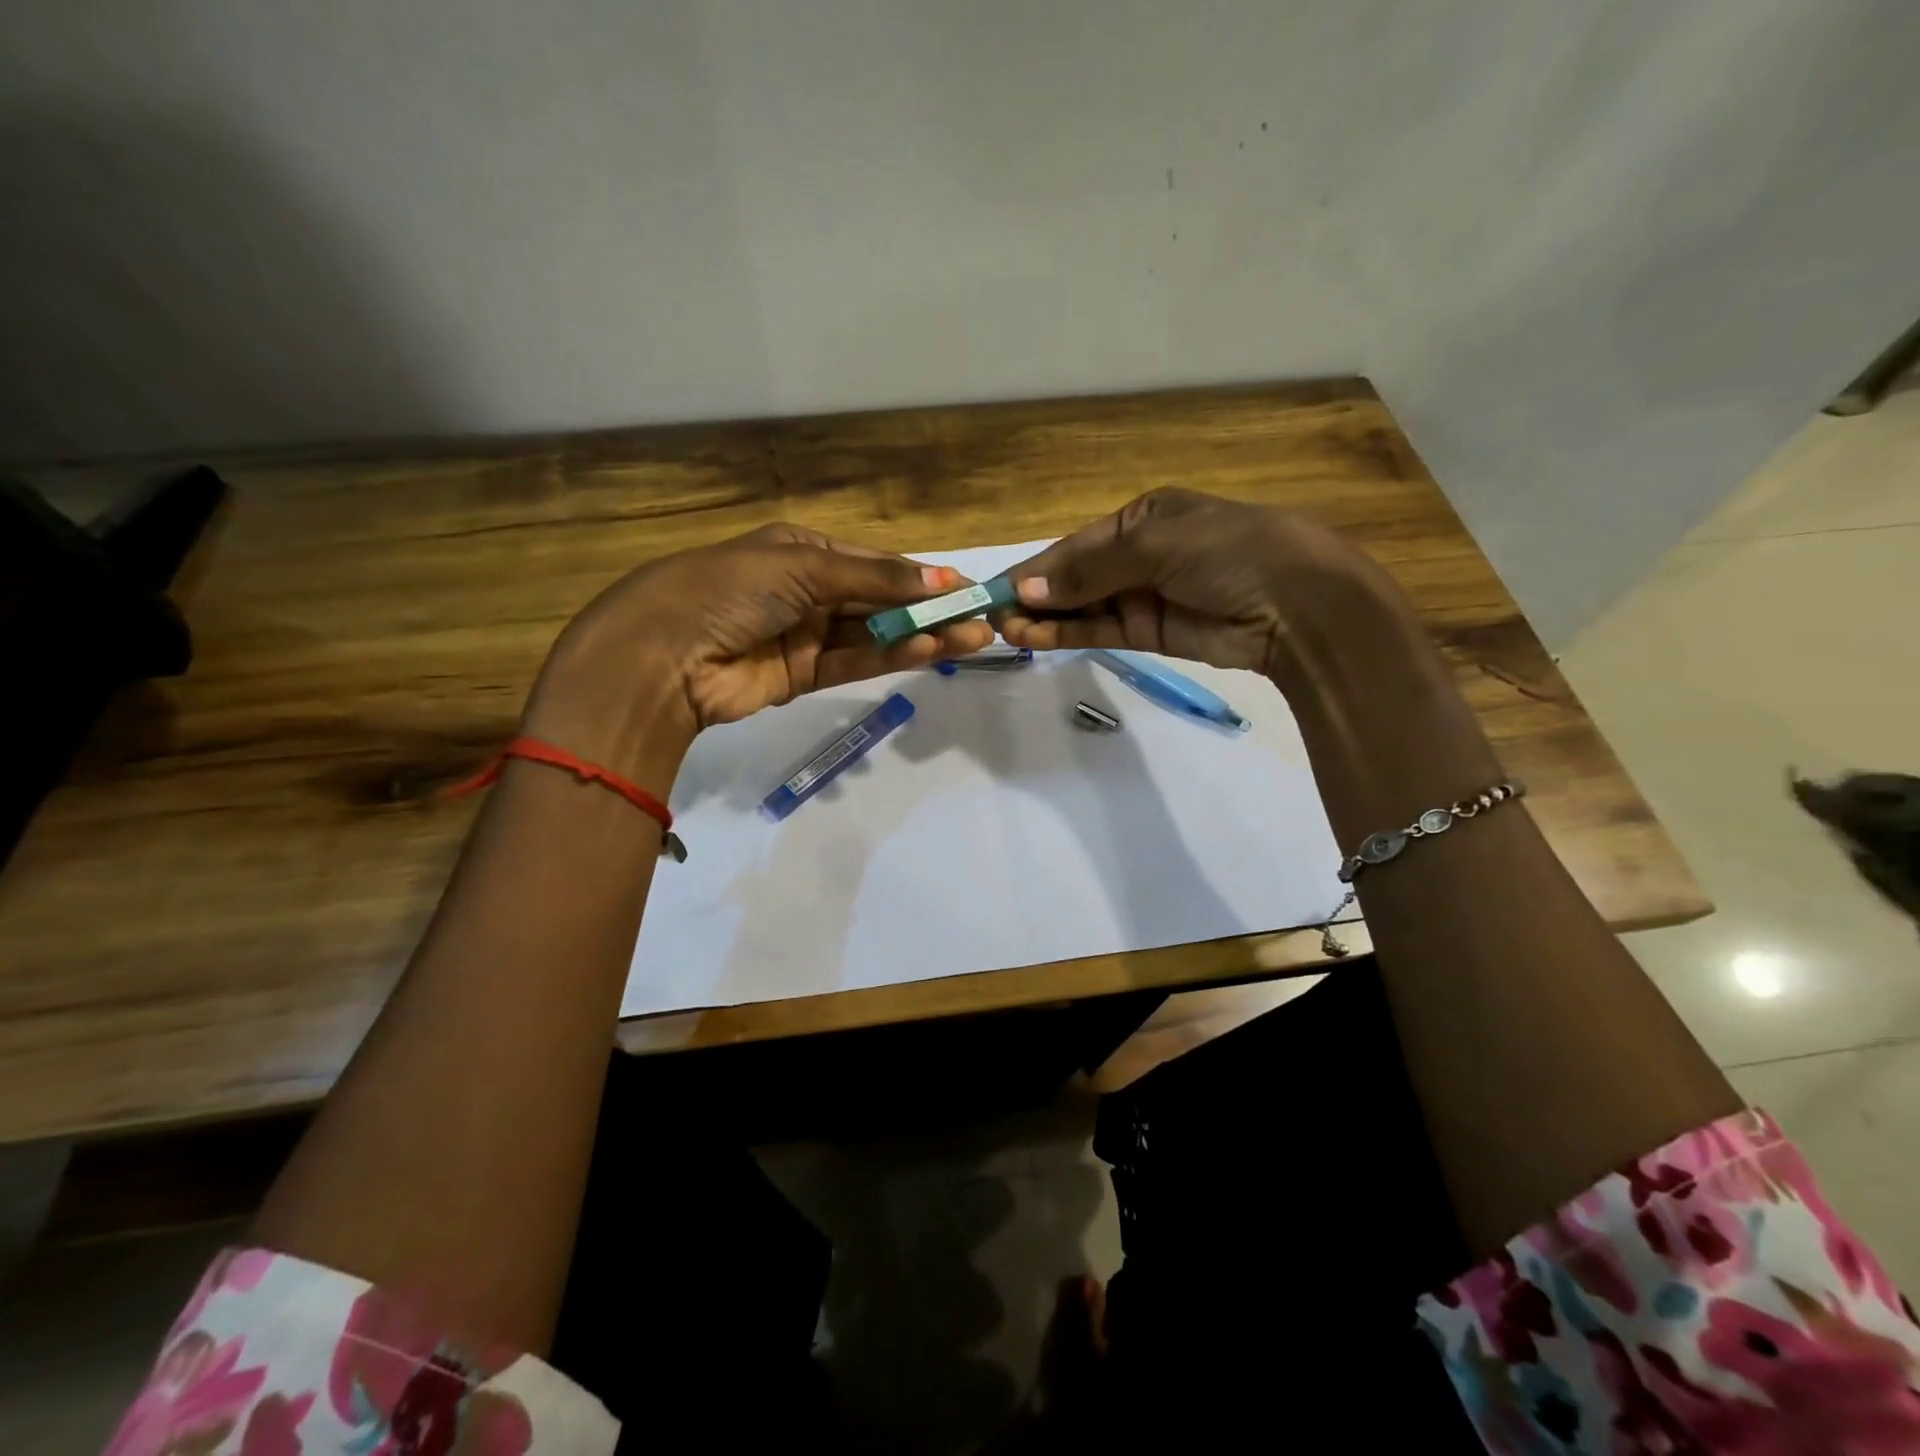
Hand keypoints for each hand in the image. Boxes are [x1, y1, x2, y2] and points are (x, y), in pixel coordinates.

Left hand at [525, 523, 993, 779]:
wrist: (663, 656)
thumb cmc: (730, 589)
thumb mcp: (803, 567)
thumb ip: (874, 578)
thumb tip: (941, 577)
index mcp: (801, 550)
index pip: (874, 562)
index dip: (920, 575)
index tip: (965, 588)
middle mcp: (807, 590)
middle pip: (880, 600)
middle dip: (929, 609)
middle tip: (980, 620)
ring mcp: (805, 635)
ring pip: (874, 634)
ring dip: (920, 636)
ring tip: (970, 639)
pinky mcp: (803, 676)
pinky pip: (855, 662)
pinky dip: (891, 658)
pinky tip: (929, 651)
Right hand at [994, 487, 1415, 691]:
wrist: (1298, 605)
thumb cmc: (1228, 552)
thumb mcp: (1156, 545)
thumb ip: (1090, 569)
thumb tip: (1028, 590)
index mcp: (1144, 516)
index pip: (1077, 544)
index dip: (1037, 568)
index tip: (996, 588)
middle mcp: (1141, 553)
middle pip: (1076, 576)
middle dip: (1037, 595)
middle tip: (993, 617)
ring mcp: (1146, 594)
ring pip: (1084, 607)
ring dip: (1047, 618)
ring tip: (1008, 632)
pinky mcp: (1153, 632)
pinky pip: (1103, 630)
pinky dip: (1072, 634)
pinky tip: (1039, 638)